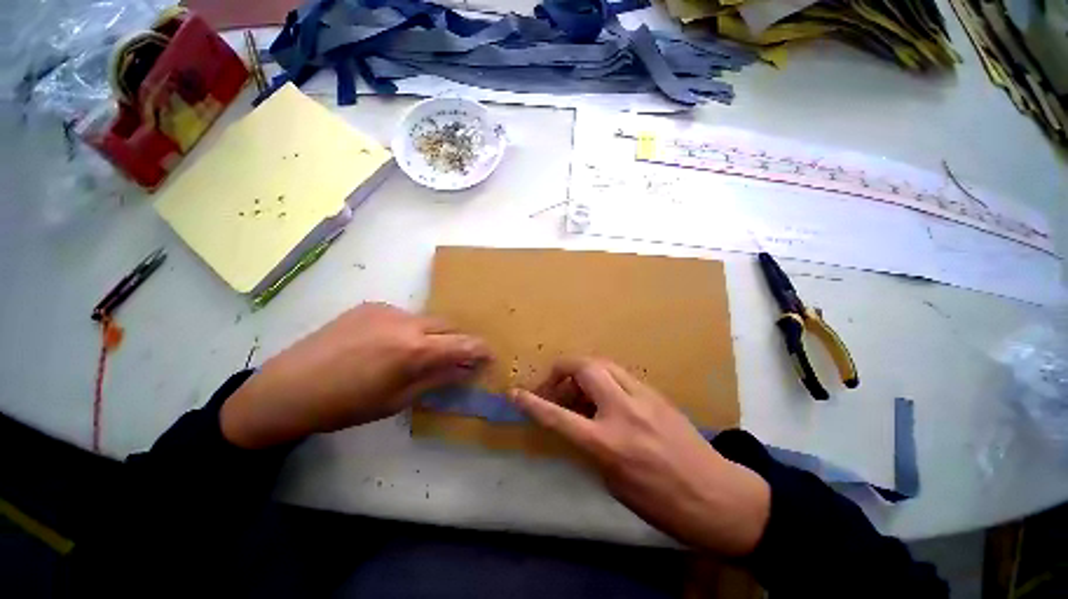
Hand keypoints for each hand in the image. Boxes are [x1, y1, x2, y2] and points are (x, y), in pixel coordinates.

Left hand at [221, 303, 490, 448]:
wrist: (286, 389)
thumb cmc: (346, 405)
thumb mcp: (398, 399)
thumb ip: (437, 379)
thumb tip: (465, 369)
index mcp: (414, 350)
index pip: (463, 343)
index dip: (480, 349)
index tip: (489, 356)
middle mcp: (406, 321)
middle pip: (448, 325)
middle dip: (456, 341)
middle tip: (454, 358)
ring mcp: (387, 310)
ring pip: (426, 320)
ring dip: (431, 335)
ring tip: (414, 354)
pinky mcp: (370, 305)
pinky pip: (403, 316)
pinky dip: (408, 329)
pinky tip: (387, 345)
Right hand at [508, 358, 769, 555]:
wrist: (719, 497)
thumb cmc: (663, 504)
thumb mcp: (614, 483)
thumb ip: (591, 445)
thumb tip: (577, 423)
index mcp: (608, 443)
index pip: (558, 416)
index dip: (532, 403)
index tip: (515, 393)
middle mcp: (623, 411)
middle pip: (583, 367)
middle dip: (560, 371)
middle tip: (554, 388)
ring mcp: (643, 397)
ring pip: (602, 364)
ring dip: (582, 372)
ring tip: (577, 391)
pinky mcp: (656, 392)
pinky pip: (620, 374)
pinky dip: (603, 378)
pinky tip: (604, 396)